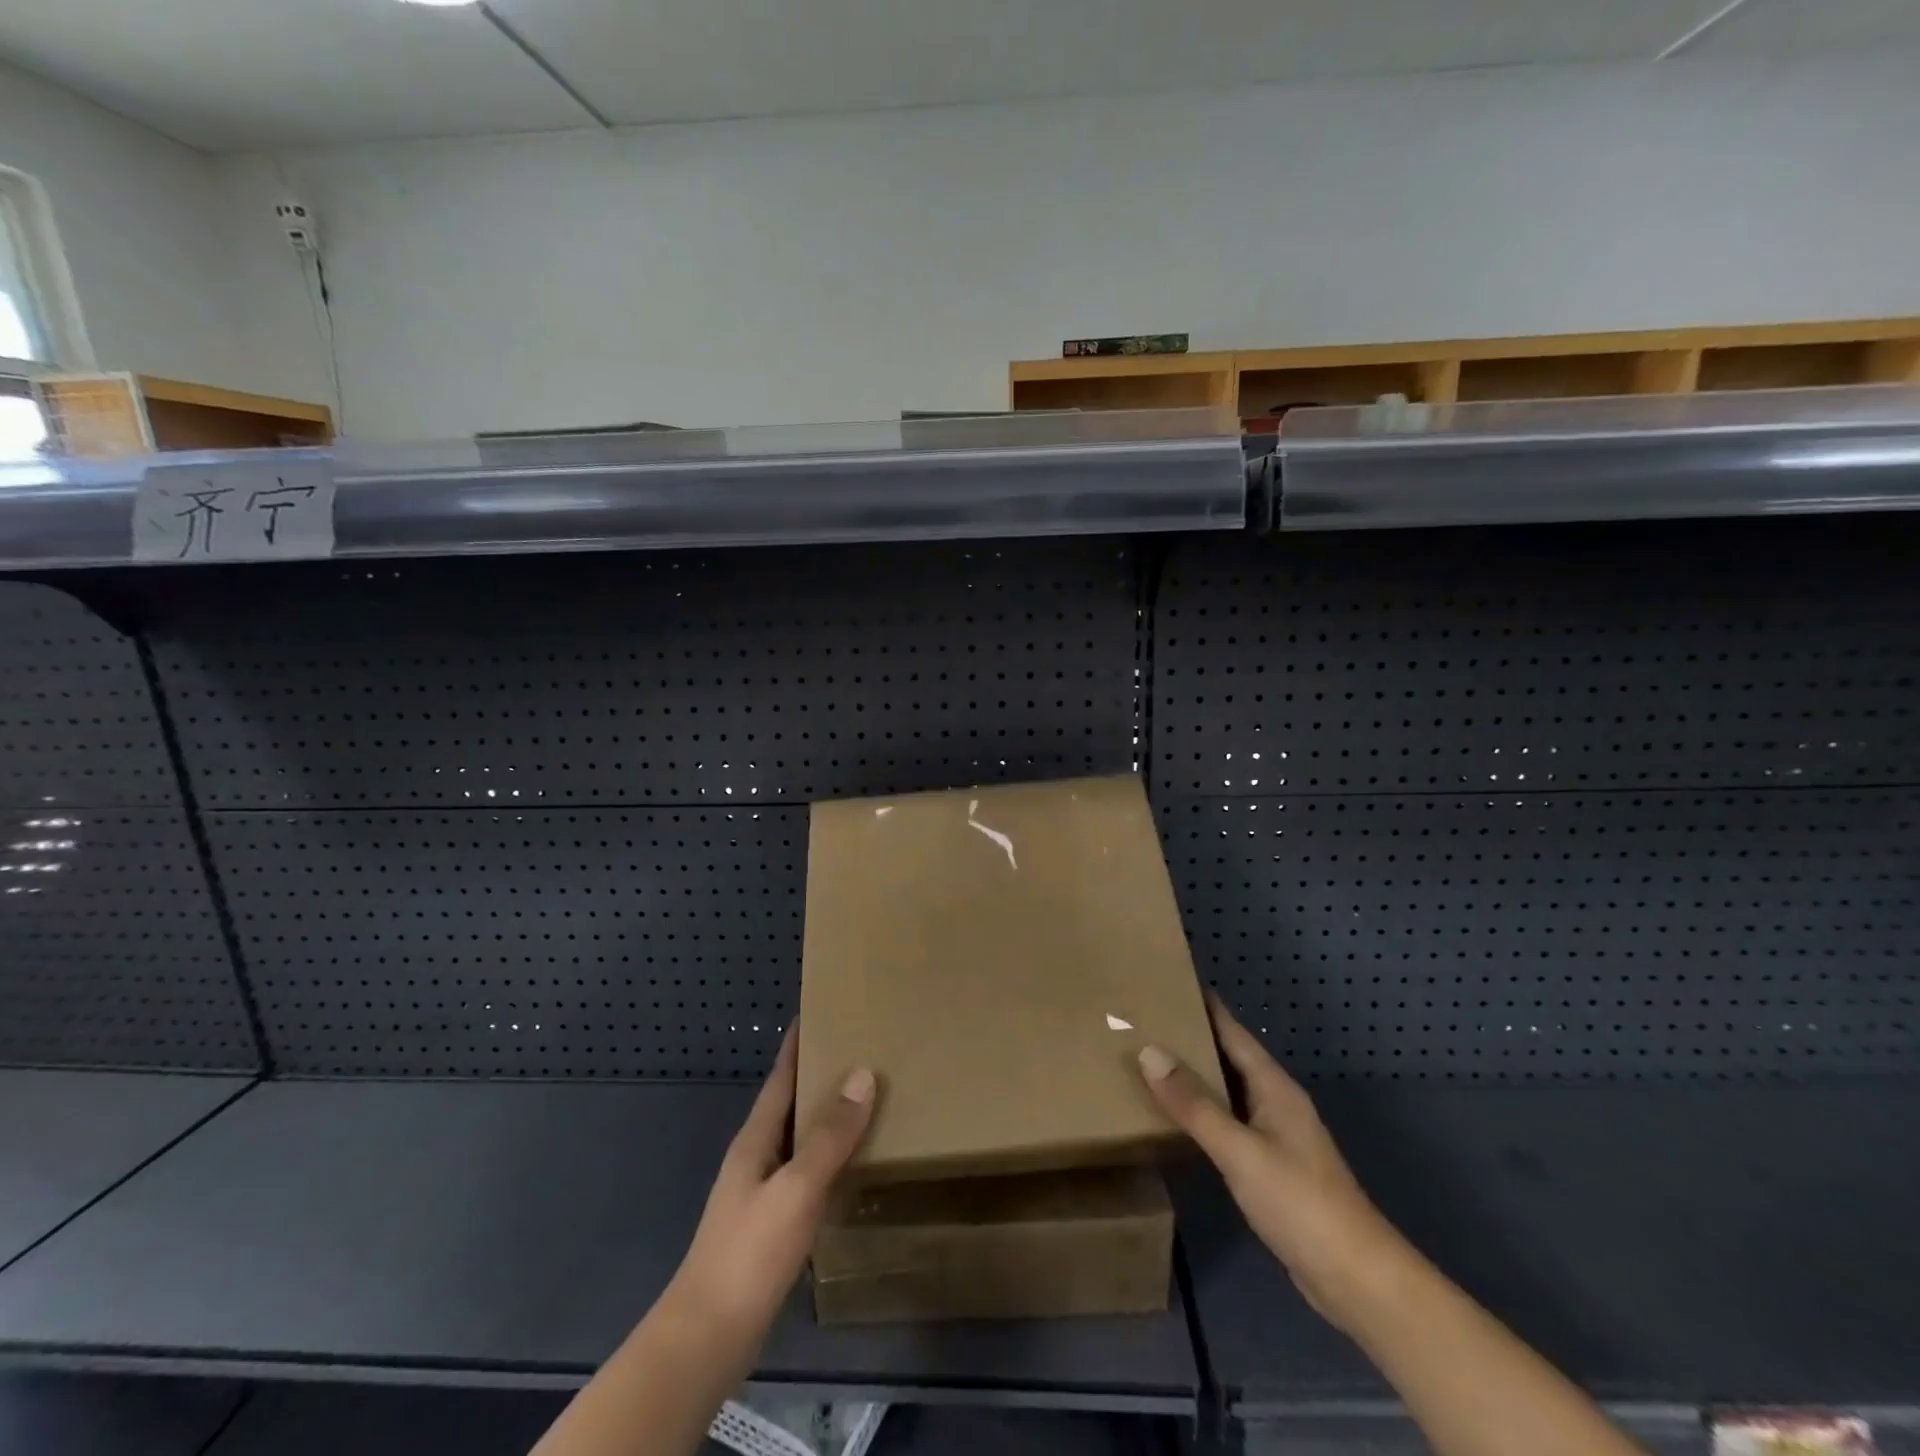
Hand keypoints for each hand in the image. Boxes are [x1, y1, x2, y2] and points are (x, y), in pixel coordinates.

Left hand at [668, 1027, 877, 1337]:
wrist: (707, 1337)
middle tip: (859, 1049)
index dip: (796, 1044)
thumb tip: (862, 1074)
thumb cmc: (749, 1252)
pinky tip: (850, 1164)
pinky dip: (828, 1156)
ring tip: (863, 1099)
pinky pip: (805, 1171)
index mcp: (756, 1139)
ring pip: (799, 1138)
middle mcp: (756, 1157)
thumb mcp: (796, 1188)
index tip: (817, 1010)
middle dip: (818, 1074)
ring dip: (825, 1116)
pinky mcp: (771, 1224)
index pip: (780, 1077)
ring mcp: (761, 1192)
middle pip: (789, 1103)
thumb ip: (829, 1136)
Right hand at [1138, 993, 1402, 1328]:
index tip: (1169, 980)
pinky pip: (1227, 1122)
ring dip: (1193, 1075)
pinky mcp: (1269, 1167)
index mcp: (1273, 1087)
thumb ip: (1194, 1104)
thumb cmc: (1300, 1202)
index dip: (1203, 1005)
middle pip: (1227, 1057)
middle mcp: (1274, 1102)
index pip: (1232, 1031)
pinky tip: (1176, 1117)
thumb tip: (1149, 1051)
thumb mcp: (1240, 1150)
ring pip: (1226, 1091)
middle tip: (1143, 1019)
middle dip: (1190, 1037)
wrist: (1355, 1278)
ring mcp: (1274, 1136)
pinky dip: (1201, 1111)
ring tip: (1149, 1059)